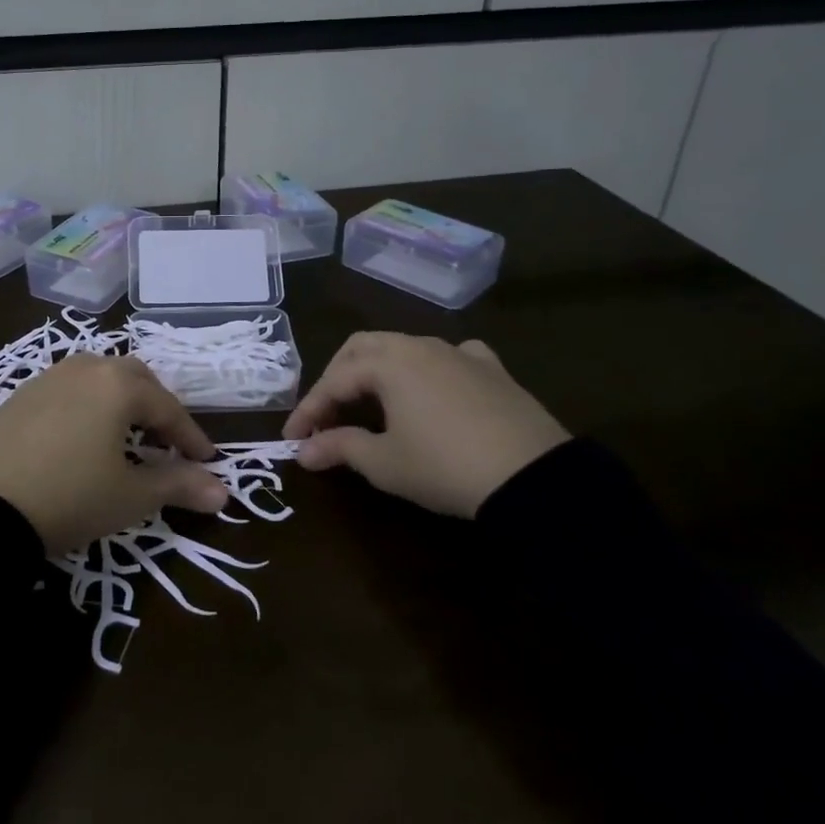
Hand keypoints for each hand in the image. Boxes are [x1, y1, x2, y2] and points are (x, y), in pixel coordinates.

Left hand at [0, 353, 228, 554]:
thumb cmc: (69, 498)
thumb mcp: (130, 496)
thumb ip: (178, 486)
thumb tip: (224, 492)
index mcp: (117, 385)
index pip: (167, 407)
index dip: (191, 437)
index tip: (207, 462)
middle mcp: (83, 369)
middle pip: (133, 379)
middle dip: (156, 408)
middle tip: (167, 442)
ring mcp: (46, 379)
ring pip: (97, 379)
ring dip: (120, 403)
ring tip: (126, 437)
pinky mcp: (17, 397)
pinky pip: (66, 392)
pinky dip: (86, 408)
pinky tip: (81, 439)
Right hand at [283, 333, 568, 517]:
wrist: (532, 477)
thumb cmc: (444, 467)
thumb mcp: (385, 463)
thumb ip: (339, 448)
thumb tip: (303, 451)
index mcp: (388, 362)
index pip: (334, 381)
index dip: (308, 410)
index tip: (292, 440)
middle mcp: (420, 345)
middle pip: (363, 348)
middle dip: (338, 378)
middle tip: (327, 414)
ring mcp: (460, 353)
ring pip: (405, 348)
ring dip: (379, 372)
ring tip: (372, 406)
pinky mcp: (493, 369)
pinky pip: (451, 357)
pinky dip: (430, 369)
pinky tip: (434, 388)